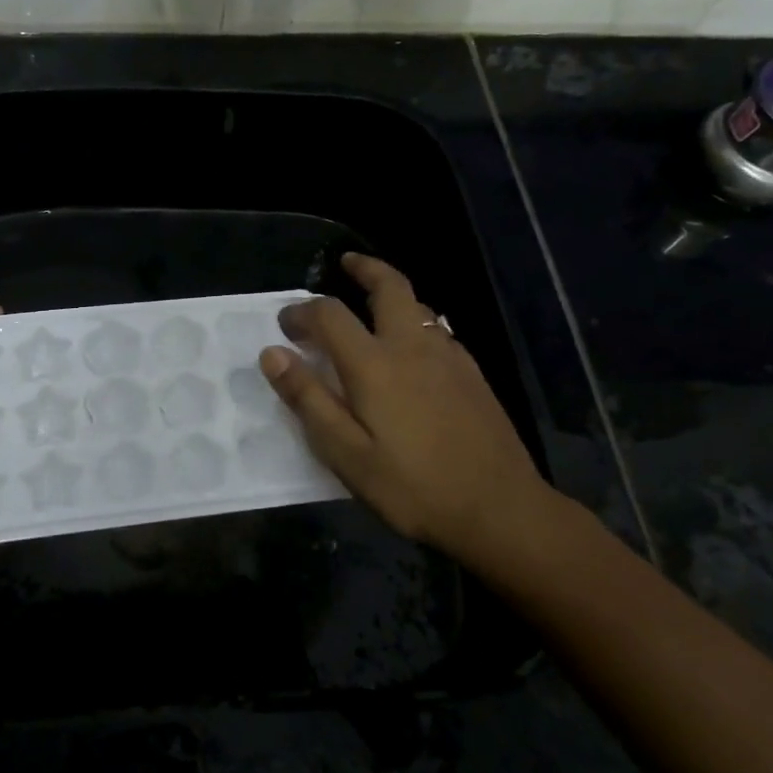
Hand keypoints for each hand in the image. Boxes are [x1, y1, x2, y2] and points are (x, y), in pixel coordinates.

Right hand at [260, 255, 556, 556]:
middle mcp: (413, 347)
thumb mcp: (347, 454)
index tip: (285, 325)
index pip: (330, 315)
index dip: (302, 312)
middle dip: (365, 268)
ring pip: (419, 306)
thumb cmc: (413, 487)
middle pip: (390, 286)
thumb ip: (308, 400)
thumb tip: (272, 353)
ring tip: (373, 305)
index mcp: (375, 364)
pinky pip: (439, 330)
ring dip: (392, 294)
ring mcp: (450, 357)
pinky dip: (417, 322)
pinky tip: (414, 349)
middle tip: (346, 263)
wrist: (500, 509)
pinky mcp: (473, 375)